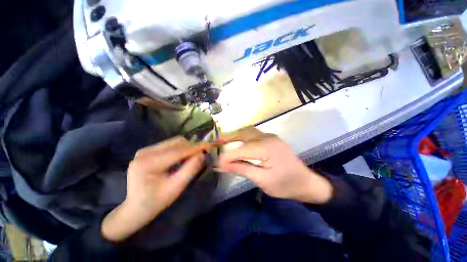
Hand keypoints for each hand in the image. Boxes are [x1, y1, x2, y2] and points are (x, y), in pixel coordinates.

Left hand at [102, 136, 204, 241]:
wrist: (134, 209)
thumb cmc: (155, 202)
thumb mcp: (175, 188)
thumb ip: (190, 170)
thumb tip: (202, 154)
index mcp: (148, 163)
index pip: (178, 151)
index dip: (196, 148)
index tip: (209, 145)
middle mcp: (145, 152)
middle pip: (176, 142)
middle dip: (191, 147)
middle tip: (200, 155)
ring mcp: (145, 150)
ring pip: (174, 142)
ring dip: (186, 148)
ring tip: (190, 159)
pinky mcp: (147, 151)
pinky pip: (169, 145)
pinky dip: (179, 150)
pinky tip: (181, 159)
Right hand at [217, 127, 332, 203]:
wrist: (306, 182)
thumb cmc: (286, 185)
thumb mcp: (263, 180)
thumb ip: (242, 169)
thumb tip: (222, 165)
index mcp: (267, 148)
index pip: (242, 149)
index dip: (228, 155)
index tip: (216, 162)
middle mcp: (268, 138)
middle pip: (244, 133)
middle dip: (228, 137)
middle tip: (215, 141)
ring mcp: (270, 136)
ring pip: (248, 131)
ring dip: (235, 134)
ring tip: (223, 140)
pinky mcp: (271, 139)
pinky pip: (253, 134)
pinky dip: (242, 136)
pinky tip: (237, 141)